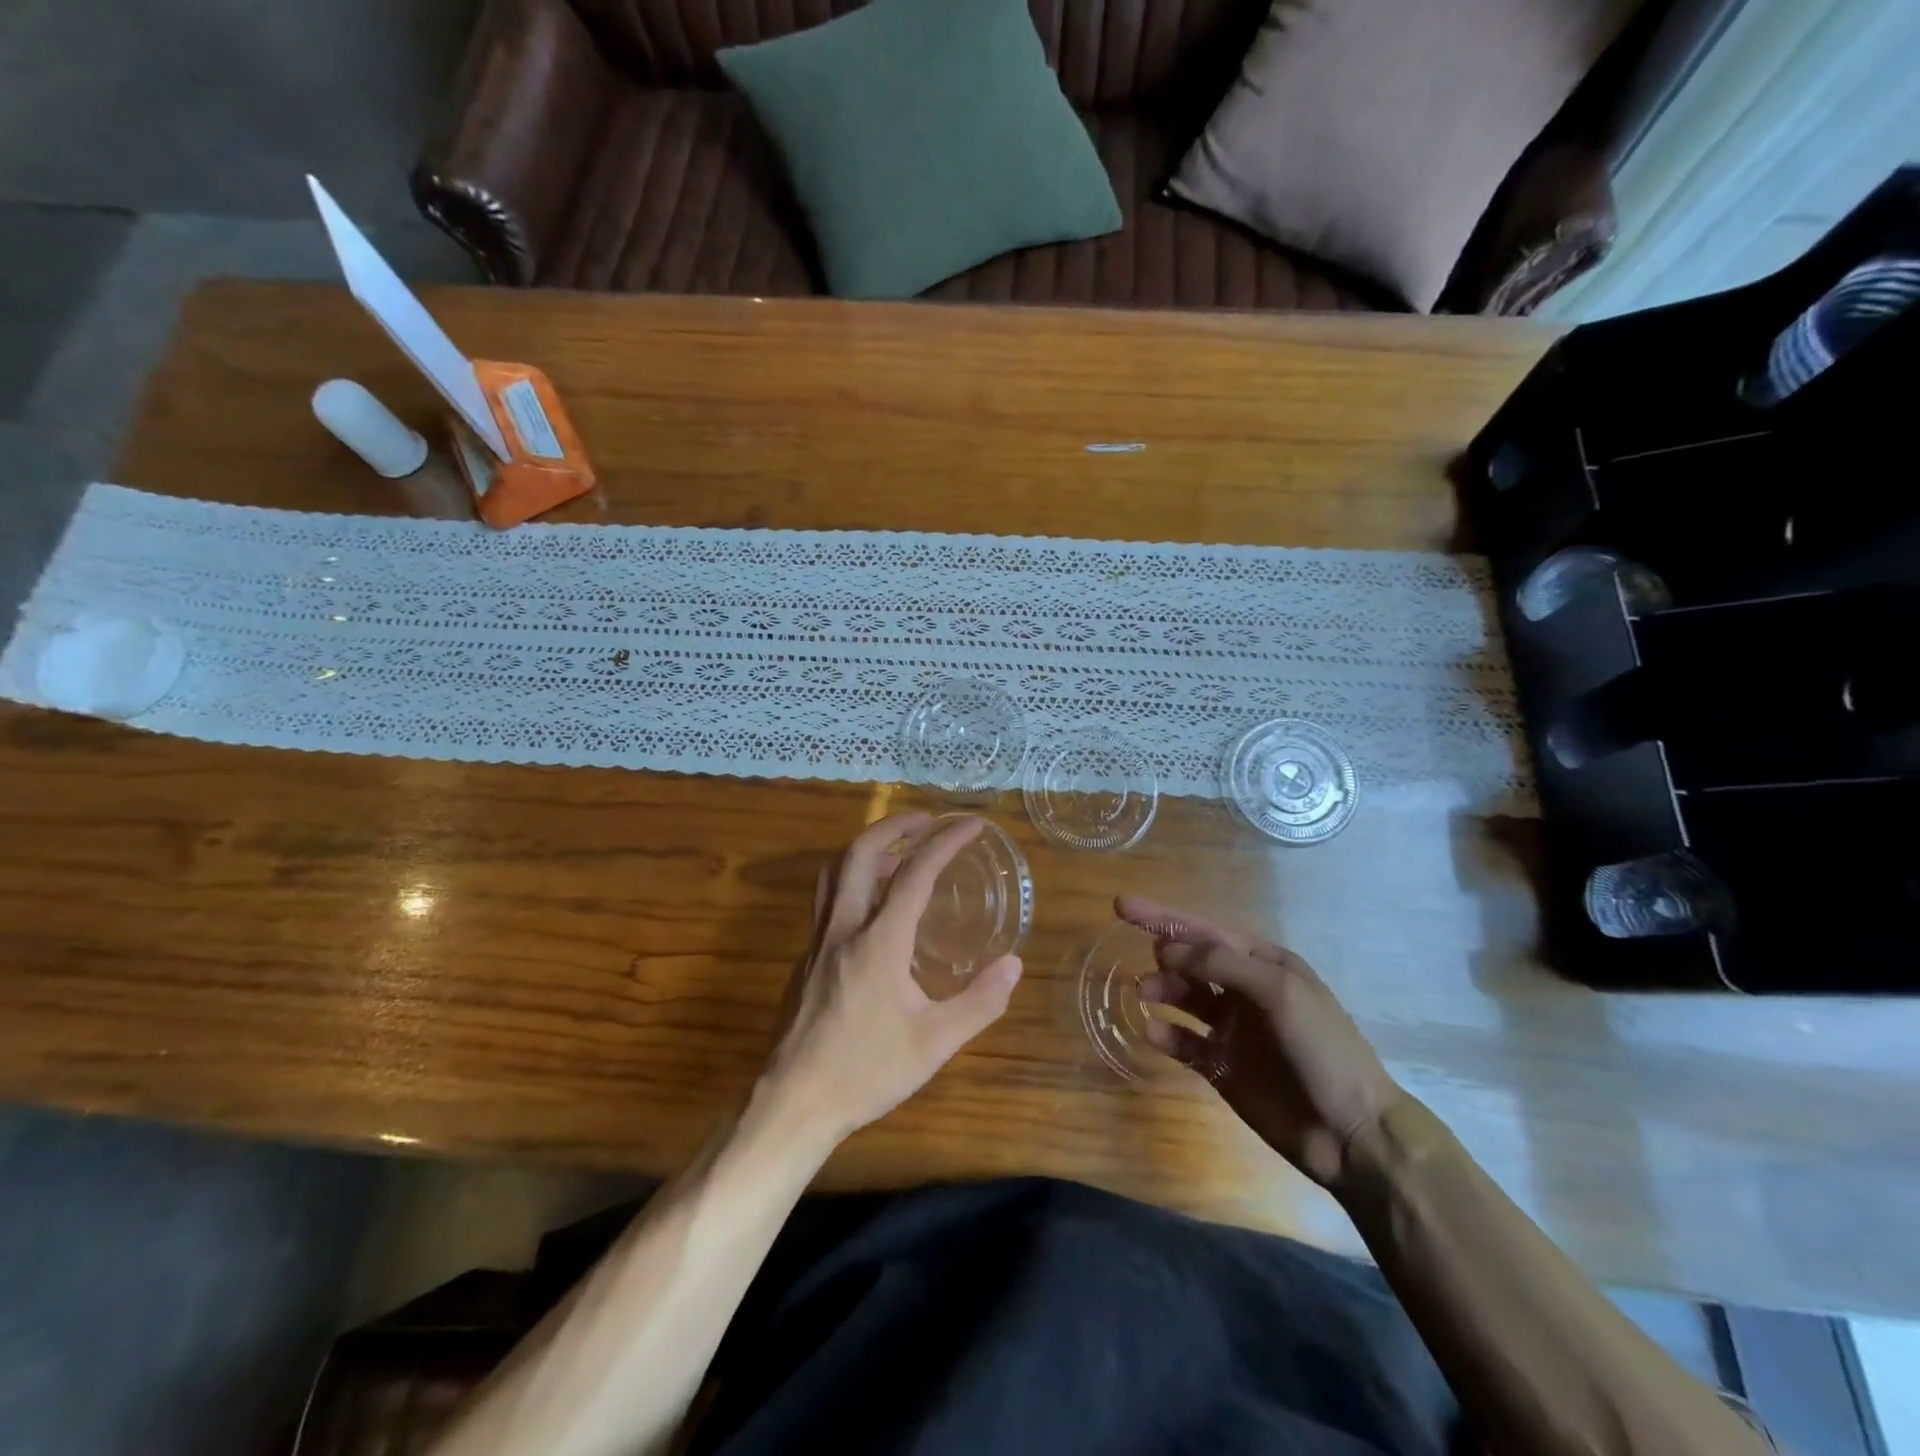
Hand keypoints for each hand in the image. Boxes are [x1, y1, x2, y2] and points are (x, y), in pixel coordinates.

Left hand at [763, 813, 1022, 1144]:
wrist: (793, 1104)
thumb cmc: (867, 1072)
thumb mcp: (936, 1043)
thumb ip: (980, 1002)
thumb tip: (1014, 964)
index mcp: (879, 941)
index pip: (916, 872)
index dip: (946, 842)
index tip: (973, 825)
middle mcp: (843, 928)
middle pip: (860, 853)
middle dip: (894, 825)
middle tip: (926, 820)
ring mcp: (817, 943)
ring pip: (834, 873)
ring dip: (867, 850)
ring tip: (899, 855)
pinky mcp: (804, 961)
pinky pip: (827, 901)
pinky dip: (852, 883)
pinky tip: (872, 913)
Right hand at [1115, 896, 1404, 1188]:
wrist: (1353, 1134)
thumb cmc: (1323, 1049)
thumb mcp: (1280, 992)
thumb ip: (1223, 963)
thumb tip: (1167, 949)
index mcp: (1263, 964)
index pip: (1204, 931)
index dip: (1163, 917)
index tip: (1121, 905)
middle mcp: (1244, 991)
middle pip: (1190, 961)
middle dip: (1164, 955)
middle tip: (1152, 966)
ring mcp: (1232, 1030)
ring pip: (1183, 998)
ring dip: (1161, 991)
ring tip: (1144, 994)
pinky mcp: (1222, 1067)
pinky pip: (1184, 1042)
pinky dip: (1165, 1034)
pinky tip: (1152, 1032)